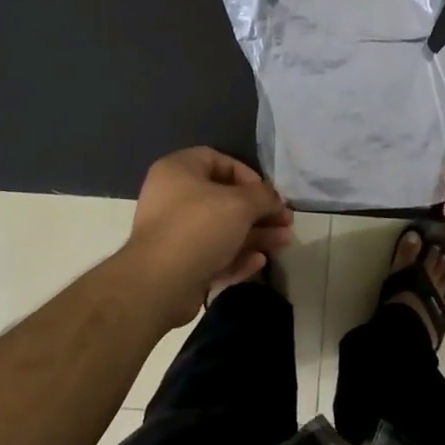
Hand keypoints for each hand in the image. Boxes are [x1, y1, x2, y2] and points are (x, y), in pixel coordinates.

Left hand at [127, 147, 294, 326]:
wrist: (159, 283)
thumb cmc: (199, 227)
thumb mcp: (240, 204)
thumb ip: (263, 196)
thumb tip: (275, 199)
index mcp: (178, 171)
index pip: (218, 161)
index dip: (247, 175)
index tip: (268, 194)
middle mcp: (172, 198)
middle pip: (223, 200)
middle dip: (258, 212)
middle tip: (285, 222)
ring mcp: (174, 234)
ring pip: (221, 230)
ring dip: (254, 235)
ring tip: (283, 243)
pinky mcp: (178, 265)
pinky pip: (212, 255)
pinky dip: (237, 257)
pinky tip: (260, 262)